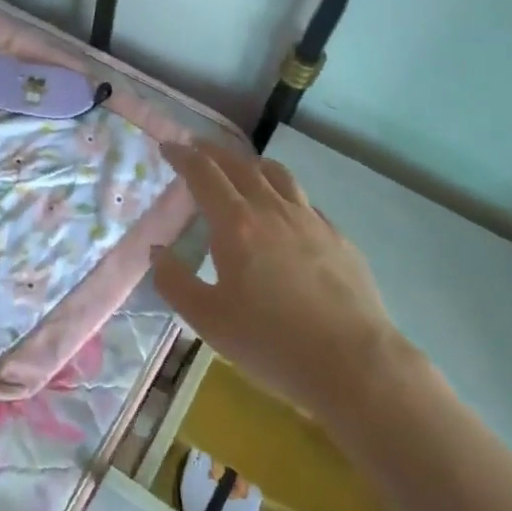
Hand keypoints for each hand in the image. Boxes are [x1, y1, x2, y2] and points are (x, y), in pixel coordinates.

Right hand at [154, 142, 408, 426]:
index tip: (168, 147)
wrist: (354, 364)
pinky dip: (284, 193)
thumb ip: (175, 282)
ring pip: (278, 175)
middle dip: (214, 152)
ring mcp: (311, 221)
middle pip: (240, 165)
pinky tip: (285, 211)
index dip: (183, 156)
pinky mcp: (338, 238)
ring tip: (242, 167)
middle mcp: (273, 210)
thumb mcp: (209, 321)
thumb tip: (157, 251)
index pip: (204, 174)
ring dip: (252, 163)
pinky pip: (304, 201)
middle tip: (197, 148)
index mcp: (236, 225)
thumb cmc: (272, 343)